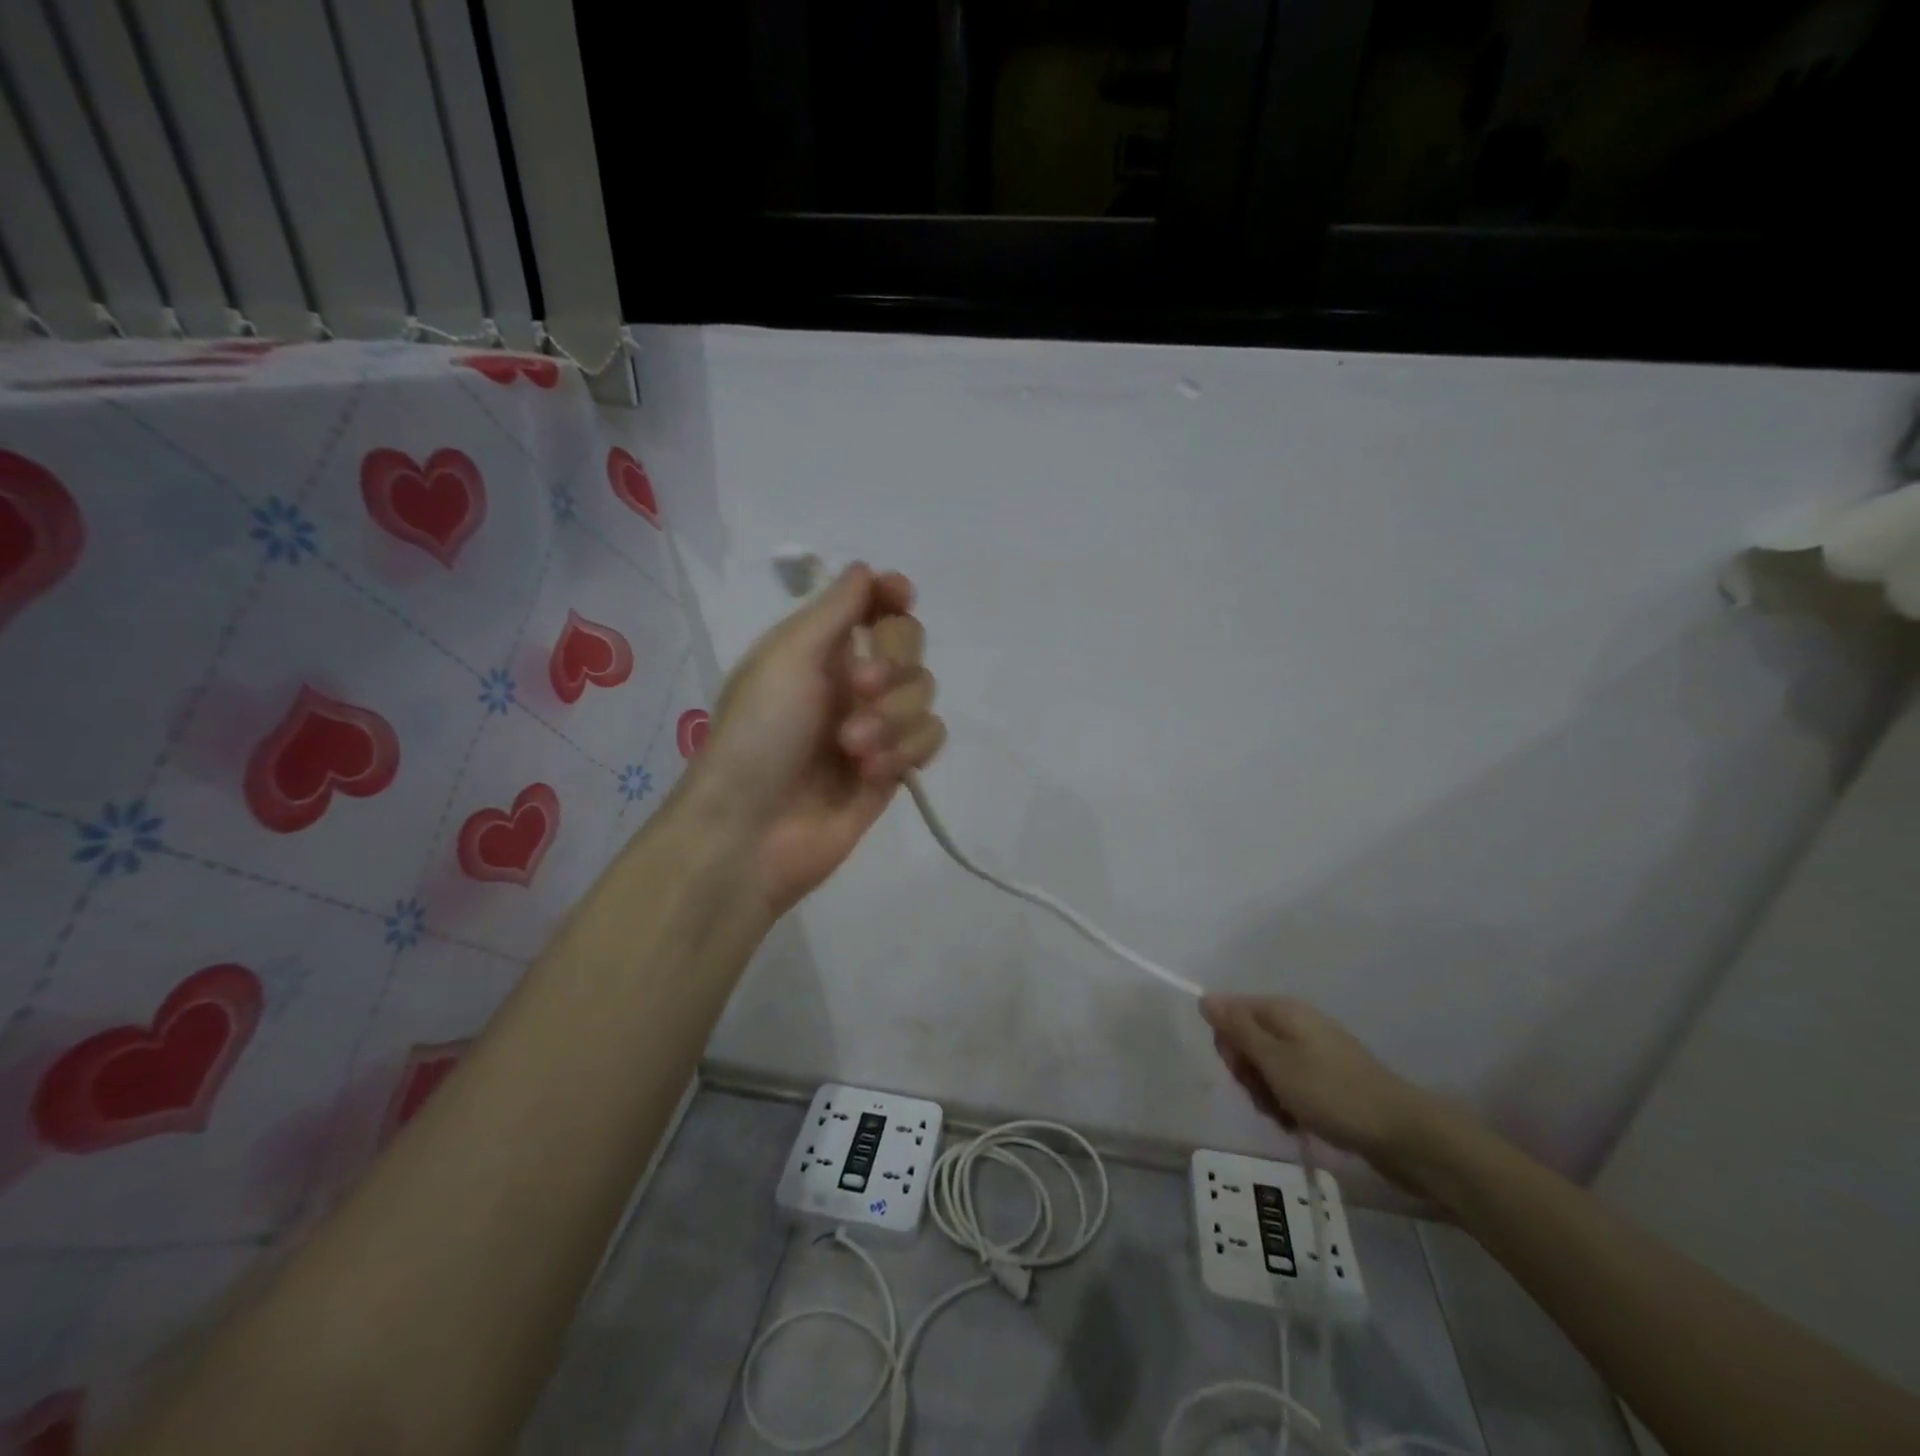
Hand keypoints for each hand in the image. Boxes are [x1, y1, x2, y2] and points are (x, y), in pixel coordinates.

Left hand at [684, 563, 945, 915]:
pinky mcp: (894, 768)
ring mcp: (876, 725)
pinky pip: (929, 738)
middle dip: (893, 664)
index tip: (899, 596)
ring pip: (923, 694)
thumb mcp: (788, 656)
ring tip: (852, 749)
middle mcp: (851, 680)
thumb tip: (866, 568)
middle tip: (861, 689)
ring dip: (893, 718)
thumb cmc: (760, 733)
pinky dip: (905, 750)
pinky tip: (870, 774)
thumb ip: (836, 608)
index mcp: (819, 648)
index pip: (872, 606)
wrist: (753, 831)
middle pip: (909, 644)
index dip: (891, 596)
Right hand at [1201, 995, 1432, 1174]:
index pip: (1232, 1011)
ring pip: (1268, 1066)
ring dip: (1266, 1093)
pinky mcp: (1328, 1079)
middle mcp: (1297, 1024)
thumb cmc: (1331, 1093)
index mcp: (1283, 1011)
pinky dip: (1287, 1103)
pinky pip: (1291, 1084)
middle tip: (1264, 1096)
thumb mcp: (1275, 1061)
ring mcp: (1315, 1052)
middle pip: (1249, 1039)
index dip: (1228, 1042)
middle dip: (1248, 1072)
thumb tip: (1206, 998)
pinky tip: (1297, 1123)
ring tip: (1284, 1117)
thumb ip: (1238, 1029)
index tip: (1241, 1071)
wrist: (1402, 1134)